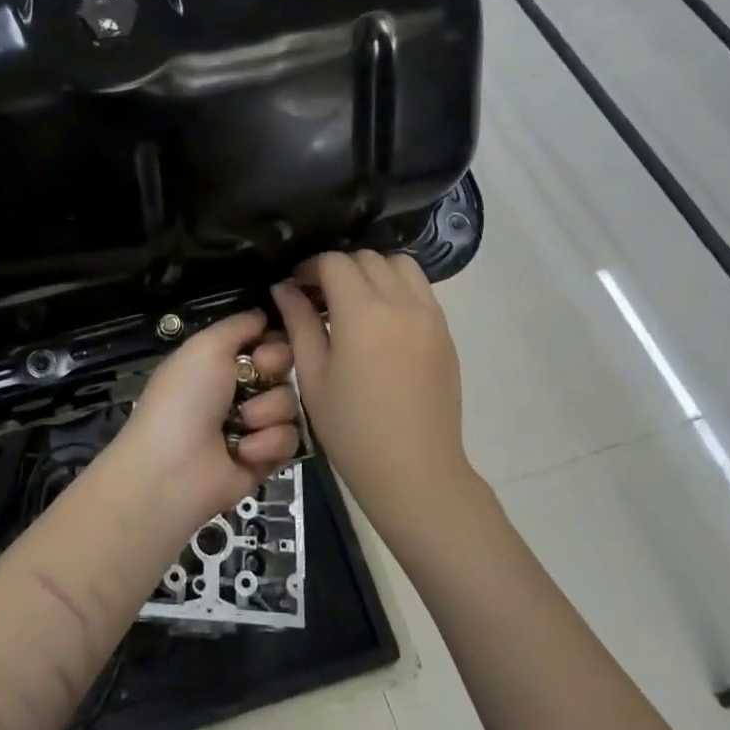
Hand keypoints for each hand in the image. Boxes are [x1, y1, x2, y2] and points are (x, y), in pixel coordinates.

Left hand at [113, 310, 300, 529]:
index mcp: (220, 361)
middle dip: (273, 372)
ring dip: (266, 412)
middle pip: (285, 368)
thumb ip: (238, 326)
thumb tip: (263, 314)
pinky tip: (243, 451)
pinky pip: (290, 439)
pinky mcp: (266, 458)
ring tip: (240, 425)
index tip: (261, 349)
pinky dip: (267, 443)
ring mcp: (254, 424)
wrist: (173, 468)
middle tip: (252, 382)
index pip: (266, 341)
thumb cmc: (185, 398)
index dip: (272, 342)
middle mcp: (240, 389)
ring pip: (290, 403)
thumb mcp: (206, 346)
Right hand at [271, 251, 472, 540]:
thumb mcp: (313, 375)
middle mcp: (401, 302)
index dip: (310, 267)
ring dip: (373, 271)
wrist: (415, 471)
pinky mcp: (445, 331)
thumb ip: (299, 322)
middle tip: (320, 296)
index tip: (296, 287)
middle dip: (339, 268)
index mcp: (363, 312)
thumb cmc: (352, 429)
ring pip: (399, 265)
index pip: (334, 262)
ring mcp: (430, 315)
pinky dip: (397, 287)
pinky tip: (381, 320)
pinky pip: (420, 289)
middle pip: (367, 258)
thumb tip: (285, 287)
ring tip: (354, 302)